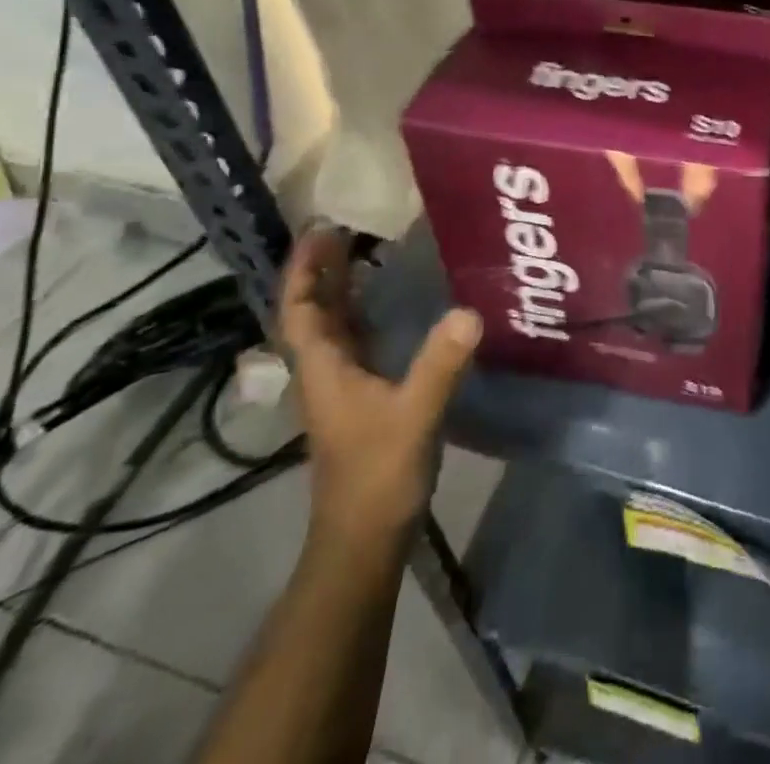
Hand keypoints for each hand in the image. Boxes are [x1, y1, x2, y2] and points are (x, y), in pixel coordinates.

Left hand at [278, 227, 482, 547]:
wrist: (364, 540)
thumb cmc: (377, 476)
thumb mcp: (413, 415)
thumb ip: (439, 364)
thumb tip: (469, 311)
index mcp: (324, 370)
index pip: (300, 310)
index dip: (304, 270)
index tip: (319, 230)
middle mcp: (326, 373)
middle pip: (314, 313)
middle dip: (323, 270)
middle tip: (346, 229)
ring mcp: (342, 389)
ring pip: (334, 328)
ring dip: (342, 290)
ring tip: (368, 253)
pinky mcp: (362, 401)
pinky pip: (357, 343)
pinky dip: (365, 315)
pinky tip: (392, 305)